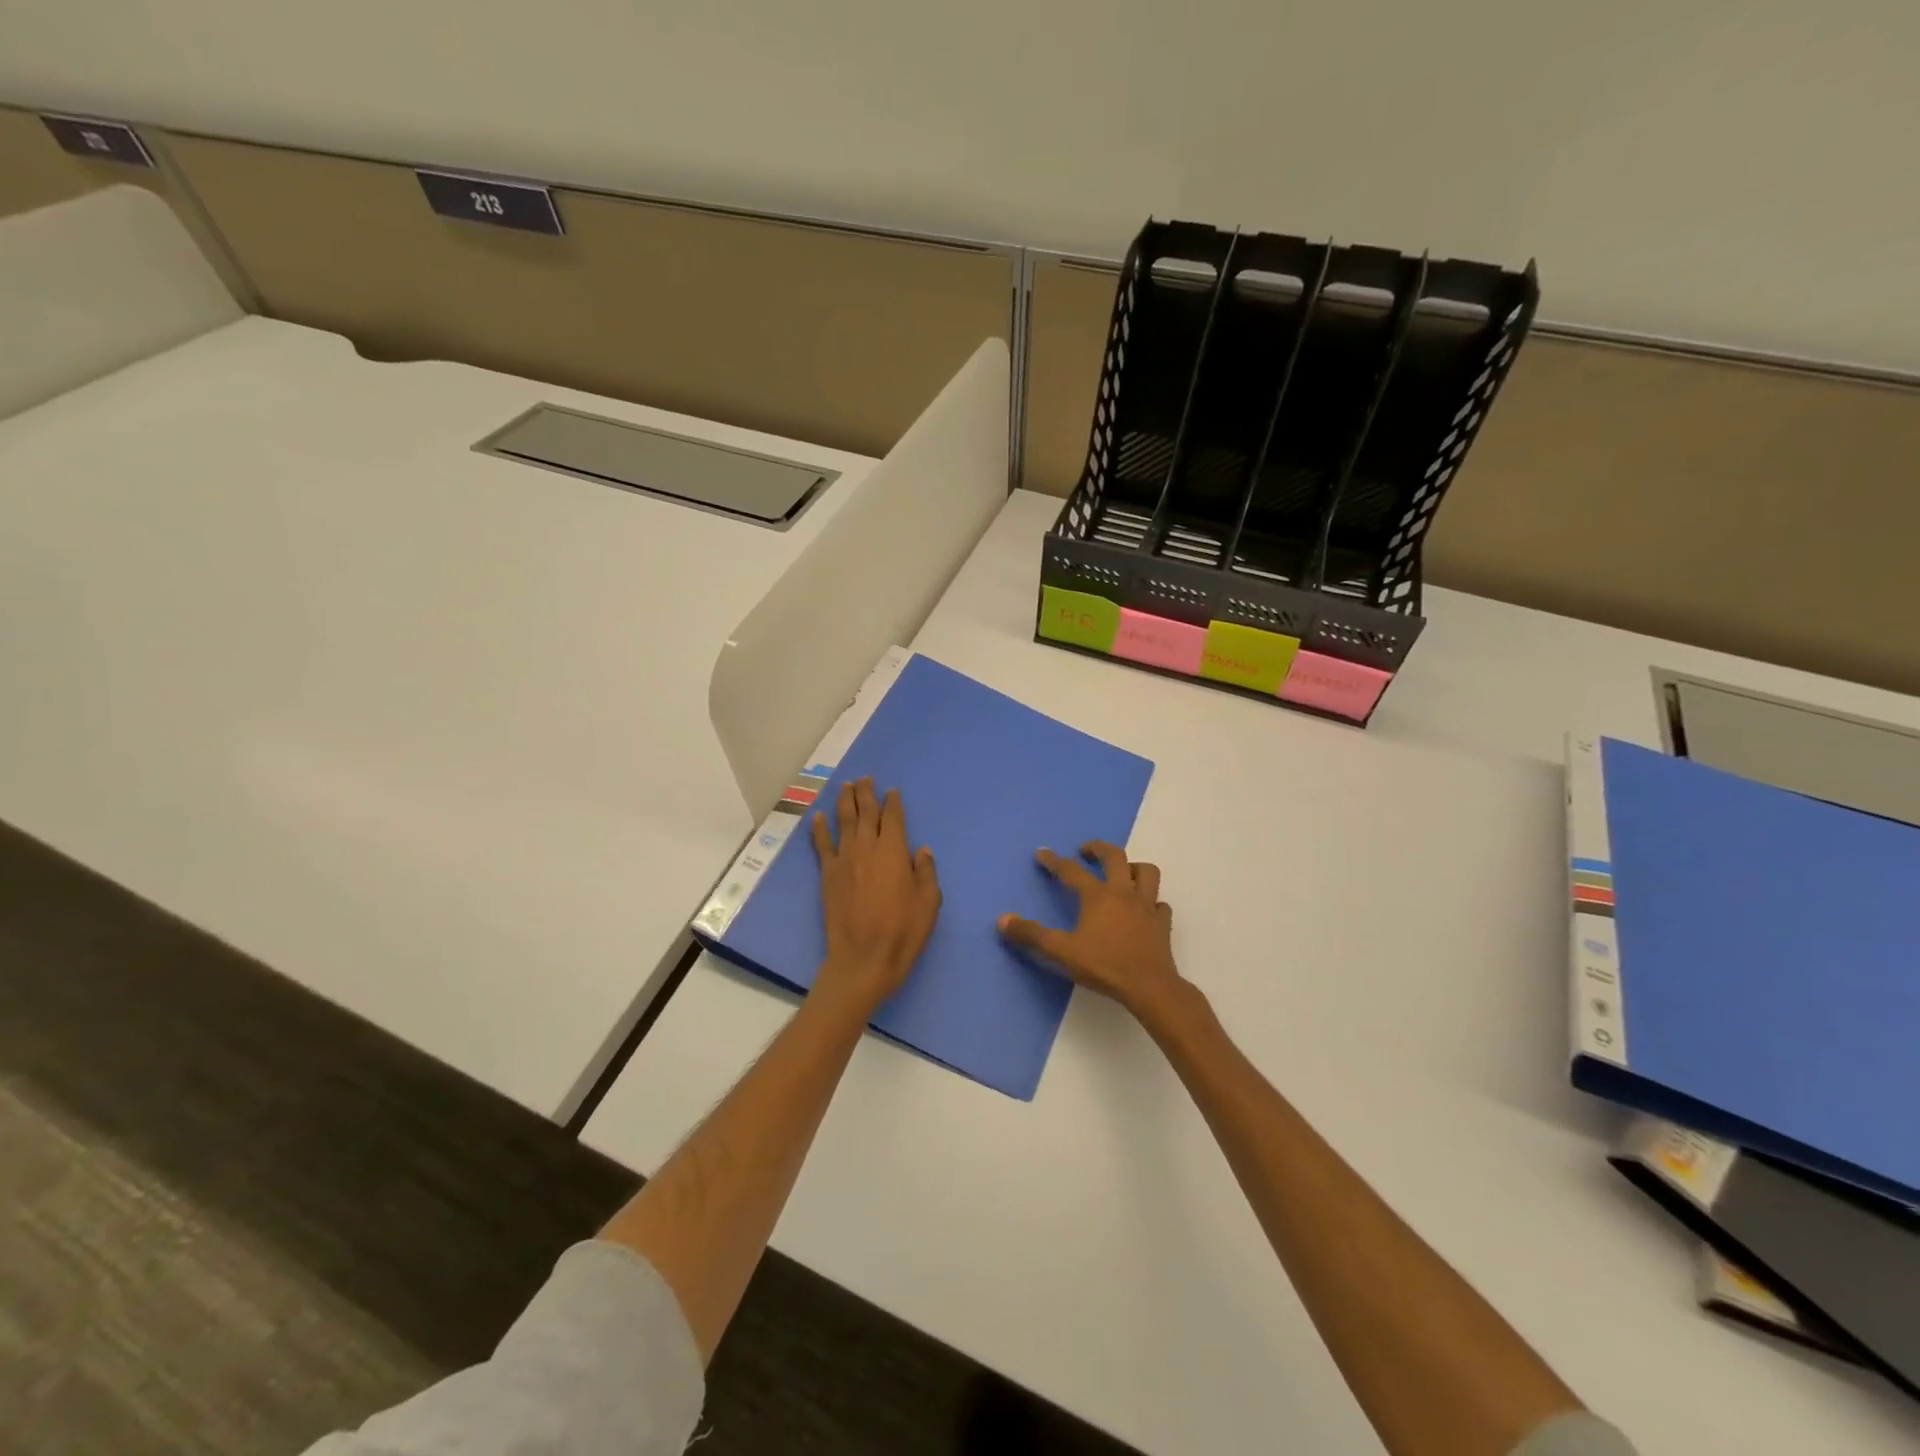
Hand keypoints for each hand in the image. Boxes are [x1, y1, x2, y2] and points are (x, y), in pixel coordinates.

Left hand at [810, 777, 941, 1014]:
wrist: (863, 959)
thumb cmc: (903, 932)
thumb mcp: (929, 903)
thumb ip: (926, 872)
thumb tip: (922, 850)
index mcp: (894, 851)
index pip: (893, 818)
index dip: (893, 802)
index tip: (892, 791)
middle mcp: (867, 848)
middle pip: (866, 812)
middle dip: (866, 793)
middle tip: (866, 778)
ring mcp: (844, 860)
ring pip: (843, 822)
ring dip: (844, 801)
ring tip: (846, 786)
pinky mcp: (827, 875)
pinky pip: (822, 845)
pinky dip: (819, 829)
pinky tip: (817, 817)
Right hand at [998, 842, 1183, 1017]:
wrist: (1149, 987)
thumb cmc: (1104, 966)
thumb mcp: (1061, 952)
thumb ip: (1032, 935)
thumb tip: (1003, 920)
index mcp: (1097, 896)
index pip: (1071, 870)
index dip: (1054, 861)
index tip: (1042, 853)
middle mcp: (1123, 892)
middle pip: (1115, 857)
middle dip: (1098, 848)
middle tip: (1086, 850)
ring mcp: (1147, 906)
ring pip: (1146, 872)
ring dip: (1133, 867)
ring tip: (1123, 872)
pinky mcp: (1162, 923)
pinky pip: (1160, 904)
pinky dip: (1153, 901)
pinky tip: (1146, 909)